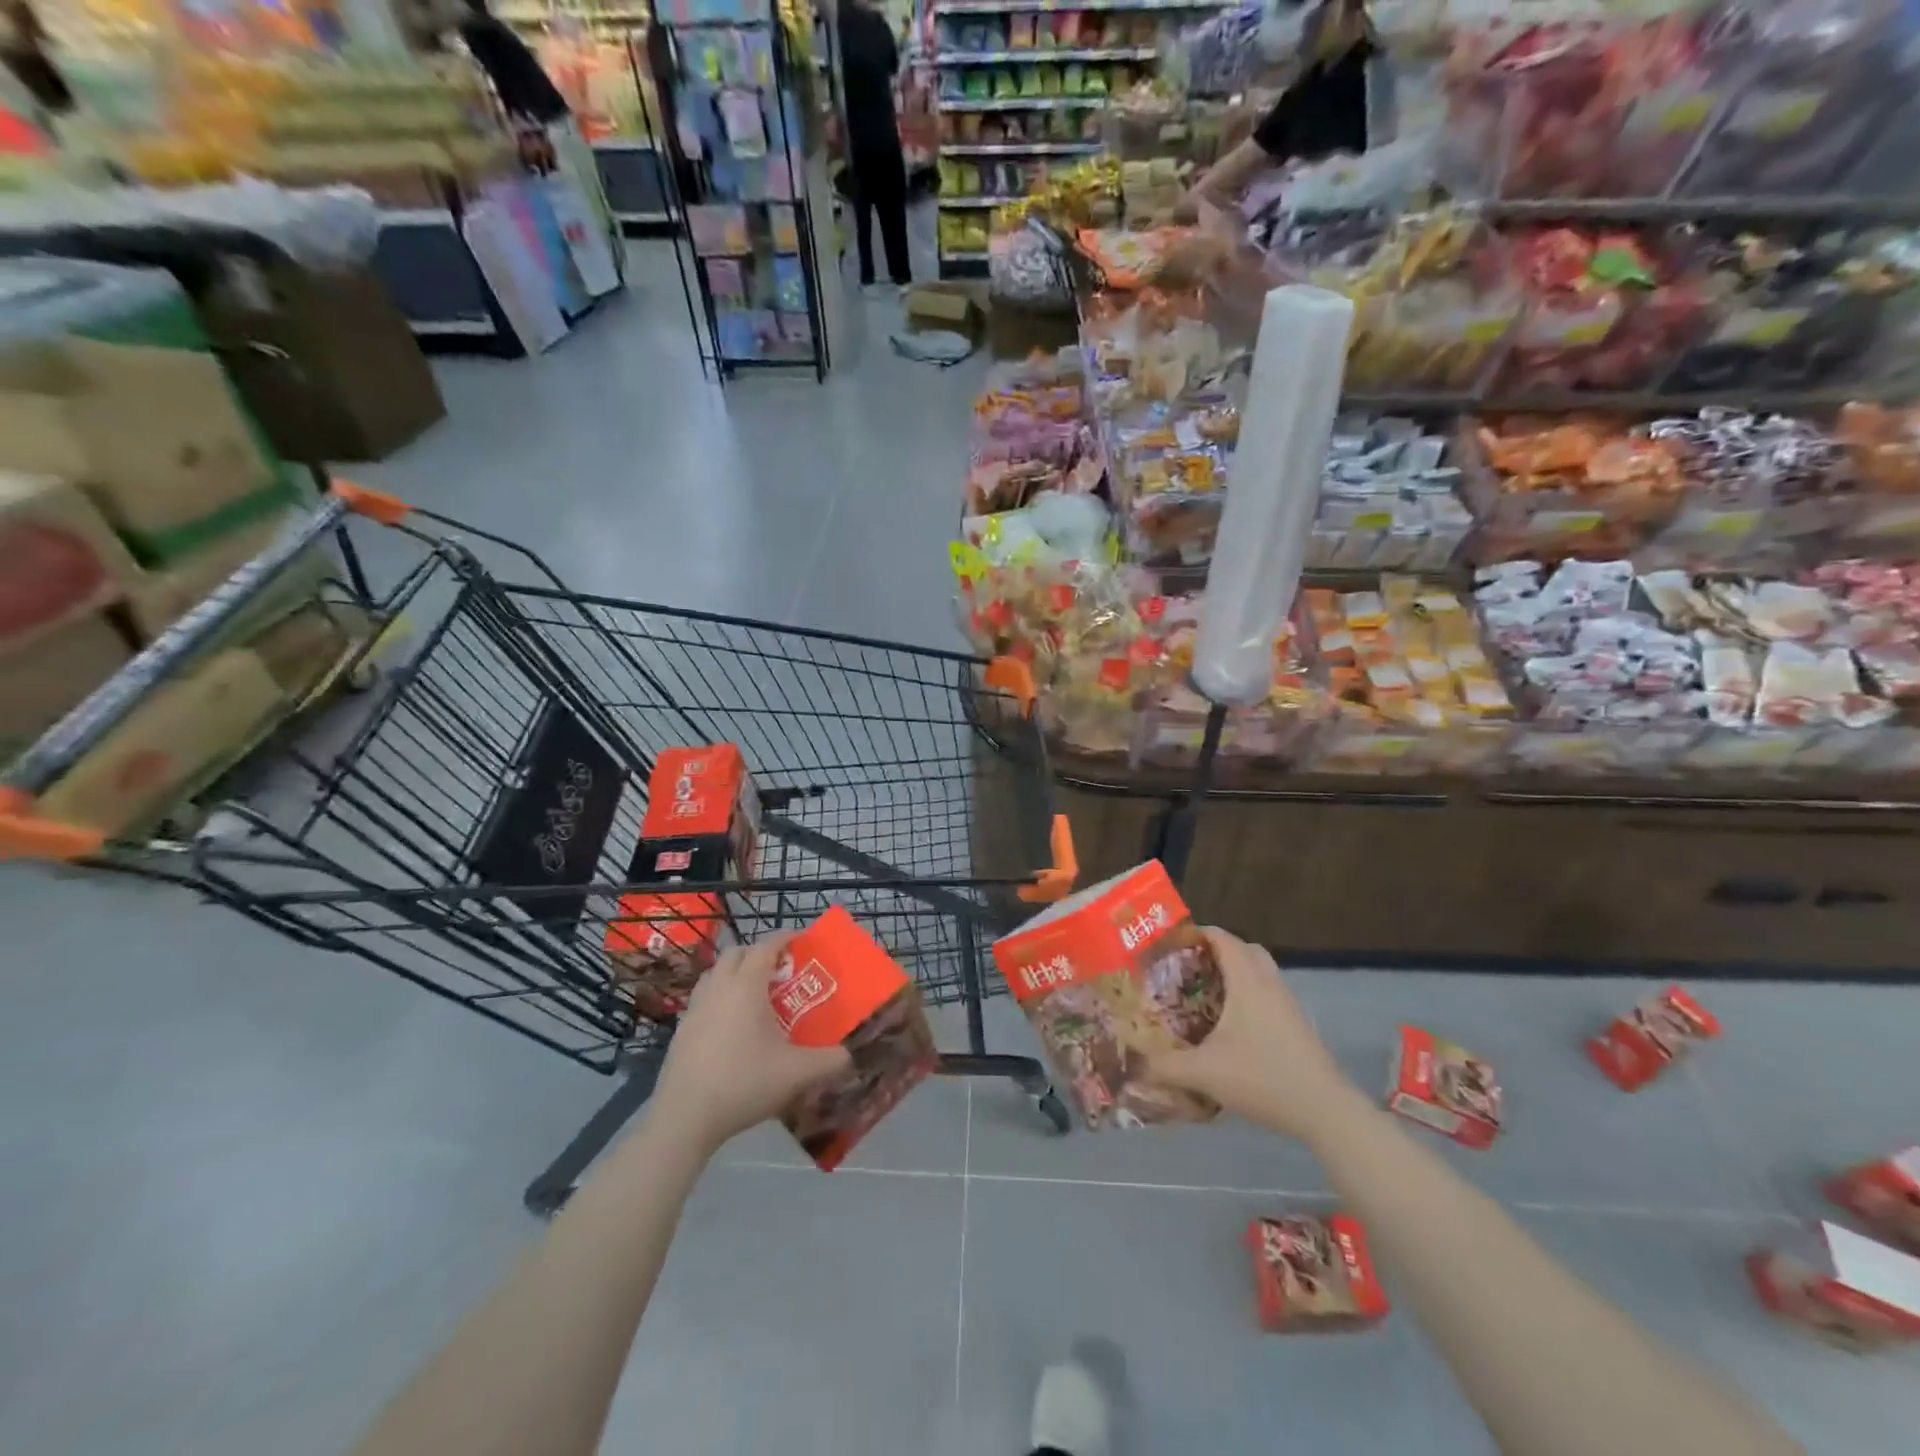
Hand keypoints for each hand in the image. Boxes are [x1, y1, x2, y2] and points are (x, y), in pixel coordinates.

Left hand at [652, 933, 851, 1152]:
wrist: (685, 1117)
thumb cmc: (744, 1082)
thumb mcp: (797, 1073)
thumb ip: (830, 1061)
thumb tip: (852, 1055)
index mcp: (746, 986)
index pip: (766, 947)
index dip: (784, 939)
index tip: (801, 940)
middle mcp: (718, 988)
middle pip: (736, 953)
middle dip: (758, 953)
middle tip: (779, 968)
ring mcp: (695, 1008)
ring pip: (715, 974)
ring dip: (734, 972)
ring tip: (753, 993)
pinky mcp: (681, 1031)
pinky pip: (703, 999)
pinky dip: (719, 997)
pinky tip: (730, 1025)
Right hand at [1147, 928, 1353, 1138]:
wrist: (1325, 1111)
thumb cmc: (1262, 1078)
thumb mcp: (1205, 1072)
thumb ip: (1166, 1066)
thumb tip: (1136, 1063)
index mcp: (1247, 981)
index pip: (1222, 938)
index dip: (1196, 933)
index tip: (1170, 942)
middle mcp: (1269, 984)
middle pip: (1245, 949)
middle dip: (1217, 951)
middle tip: (1189, 966)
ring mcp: (1288, 1005)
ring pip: (1260, 972)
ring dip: (1235, 974)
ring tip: (1205, 994)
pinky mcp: (1297, 1026)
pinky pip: (1268, 994)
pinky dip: (1248, 995)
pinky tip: (1231, 1025)